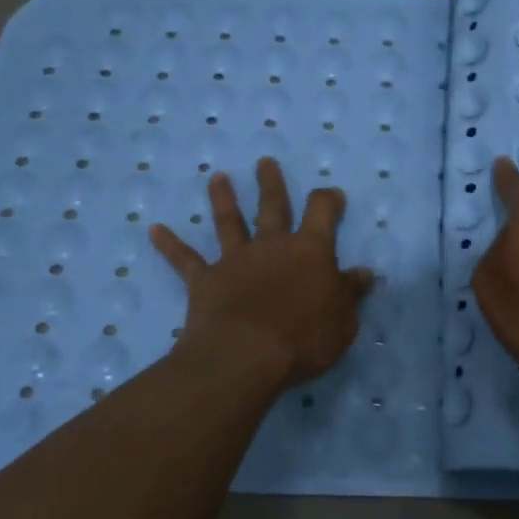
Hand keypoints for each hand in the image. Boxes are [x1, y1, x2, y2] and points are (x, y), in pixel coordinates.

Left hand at [149, 157, 374, 388]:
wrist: (247, 356)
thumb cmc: (304, 339)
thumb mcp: (343, 321)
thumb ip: (350, 293)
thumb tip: (364, 273)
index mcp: (310, 252)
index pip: (322, 212)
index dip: (328, 200)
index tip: (332, 195)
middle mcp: (272, 246)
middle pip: (272, 206)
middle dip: (271, 183)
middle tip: (264, 162)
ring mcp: (235, 260)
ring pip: (229, 222)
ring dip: (223, 199)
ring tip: (217, 178)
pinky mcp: (205, 280)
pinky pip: (185, 259)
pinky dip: (170, 244)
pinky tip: (154, 230)